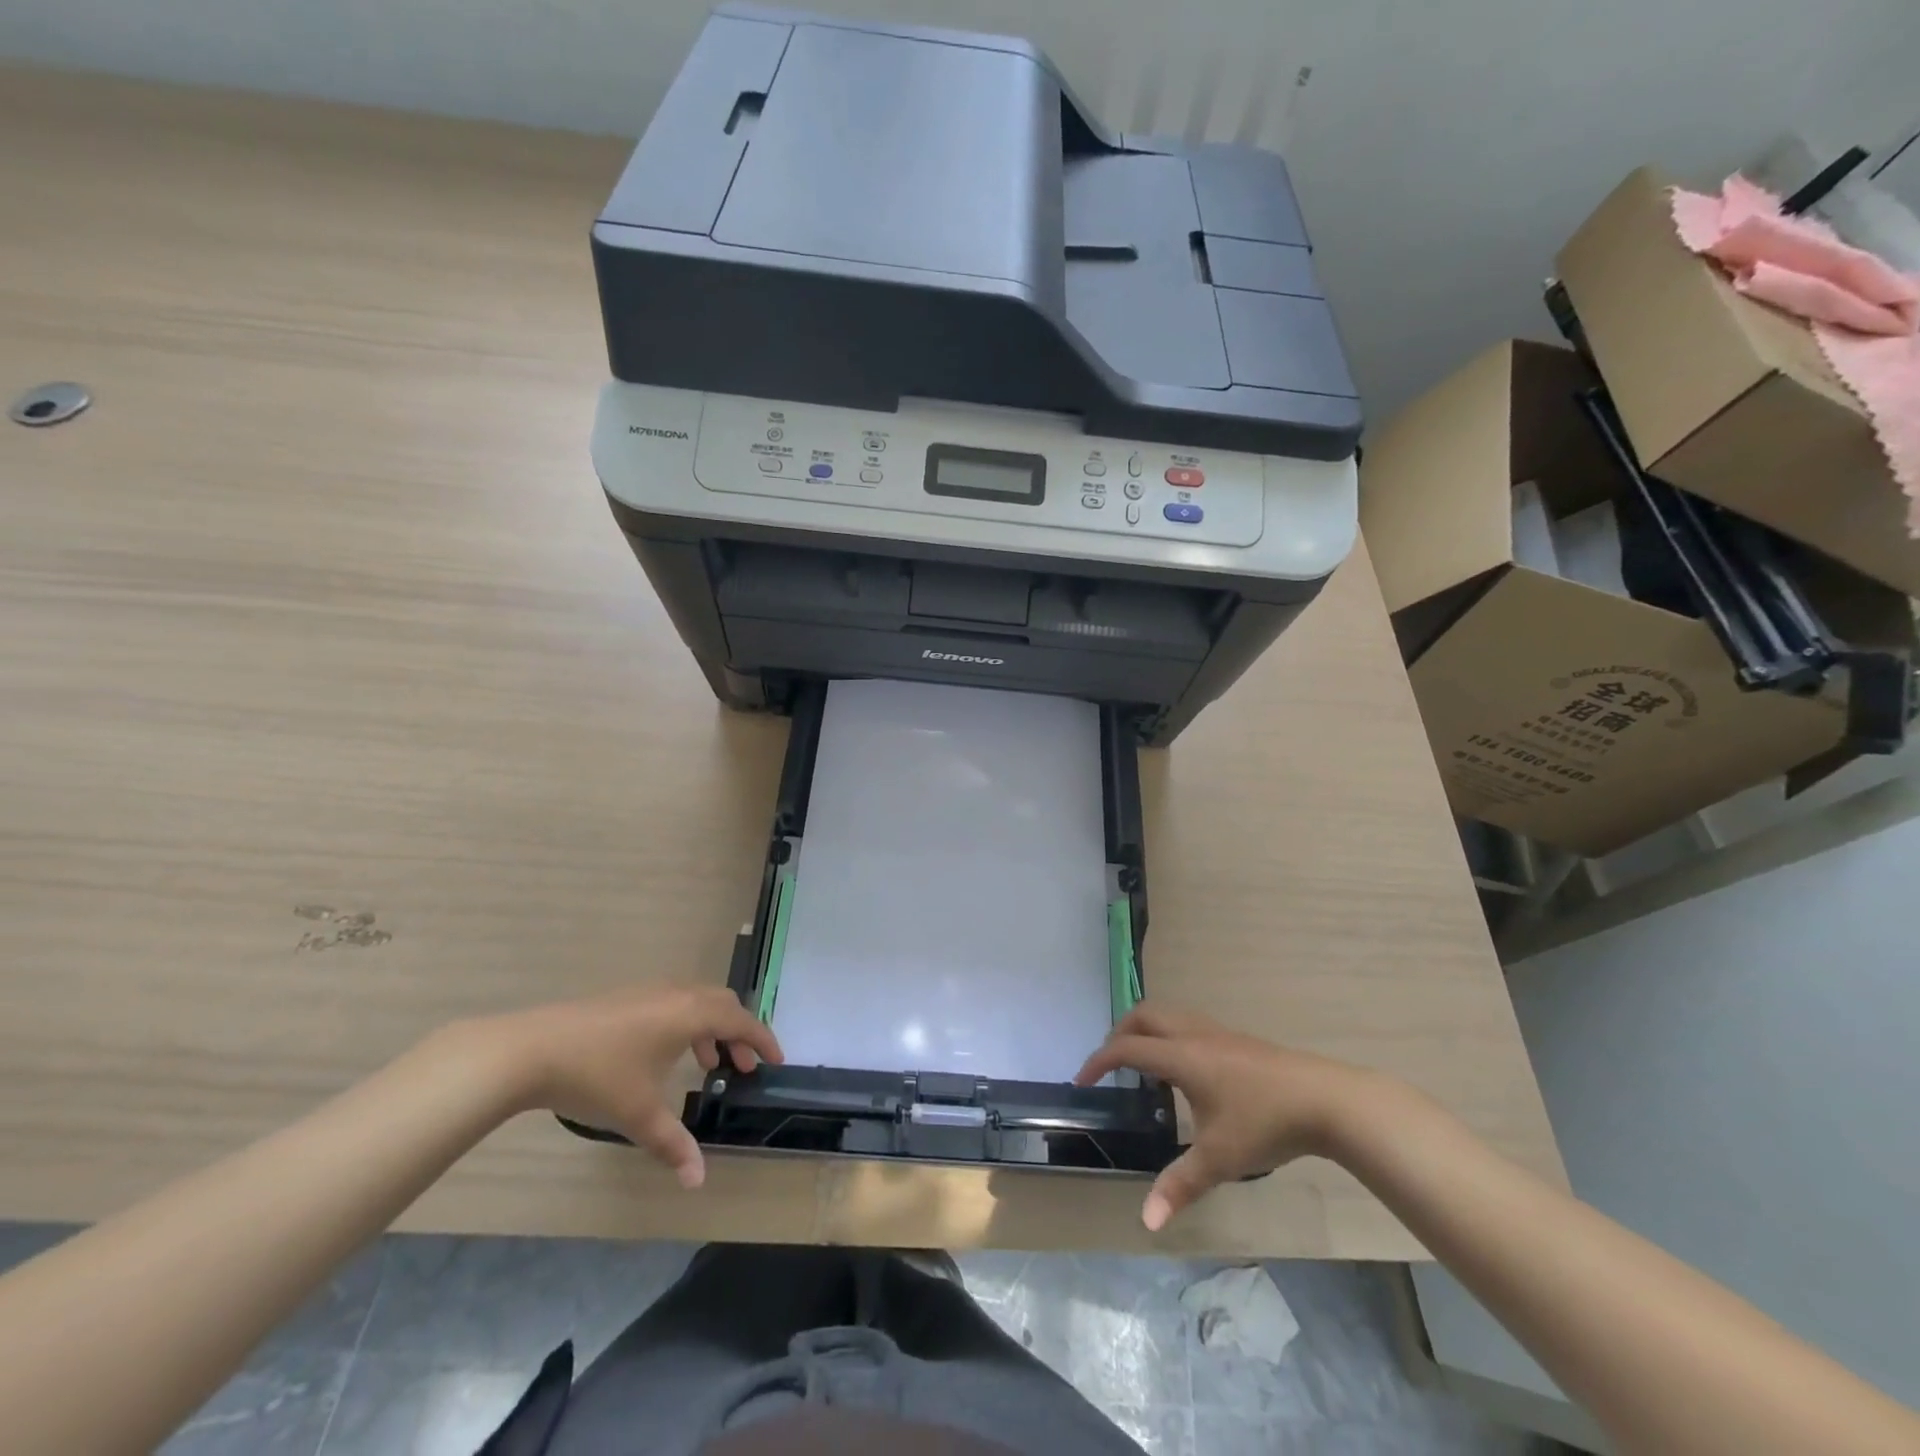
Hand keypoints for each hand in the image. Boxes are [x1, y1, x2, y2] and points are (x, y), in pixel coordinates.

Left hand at [469, 985, 782, 1188]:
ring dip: (712, 1028)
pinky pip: (674, 1002)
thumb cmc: (597, 1077)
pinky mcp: (626, 997)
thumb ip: (674, 1145)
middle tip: (741, 1067)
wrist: (532, 1050)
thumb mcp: (640, 1115)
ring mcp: (649, 991)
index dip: (762, 1040)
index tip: (776, 1061)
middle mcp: (677, 994)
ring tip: (708, 1063)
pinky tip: (665, 1055)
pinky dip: (687, 1023)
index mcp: (690, 1014)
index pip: (741, 1020)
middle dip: (739, 1033)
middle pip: (723, 1003)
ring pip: (697, 1001)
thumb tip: (699, 1181)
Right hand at [1075, 1003, 1380, 1231]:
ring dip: (1146, 1032)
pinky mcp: (1236, 1039)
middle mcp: (1193, 1034)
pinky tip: (1184, 1072)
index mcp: (1180, 1055)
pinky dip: (1169, 1036)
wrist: (1324, 1099)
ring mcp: (1217, 1032)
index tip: (1082, 1082)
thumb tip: (1146, 1221)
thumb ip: (1180, 1185)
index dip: (1098, 1062)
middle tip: (1110, 1066)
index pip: (1126, 1048)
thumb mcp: (1219, 1159)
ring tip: (1143, 1067)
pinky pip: (1187, 1024)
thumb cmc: (1265, 1124)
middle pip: (1143, 1016)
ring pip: (1168, 1015)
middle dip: (1119, 1035)